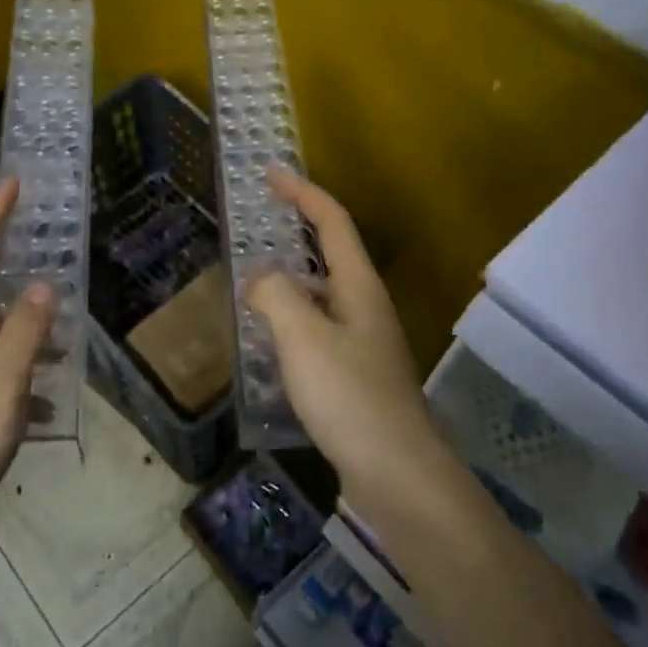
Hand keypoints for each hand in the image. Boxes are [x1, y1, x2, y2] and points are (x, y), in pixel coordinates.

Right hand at [248, 169, 446, 511]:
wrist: (396, 473)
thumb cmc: (349, 397)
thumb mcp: (303, 337)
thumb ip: (276, 295)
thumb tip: (262, 279)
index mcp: (359, 288)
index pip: (333, 222)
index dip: (303, 193)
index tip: (271, 173)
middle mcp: (367, 307)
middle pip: (331, 255)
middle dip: (296, 234)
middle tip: (257, 229)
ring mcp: (365, 343)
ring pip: (323, 297)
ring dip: (290, 283)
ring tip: (251, 288)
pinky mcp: (358, 375)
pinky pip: (319, 331)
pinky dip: (293, 323)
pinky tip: (271, 345)